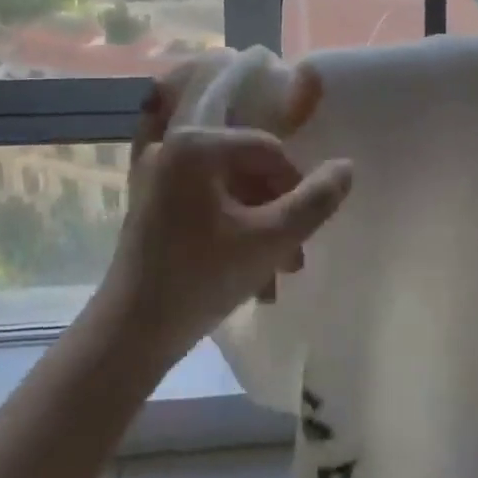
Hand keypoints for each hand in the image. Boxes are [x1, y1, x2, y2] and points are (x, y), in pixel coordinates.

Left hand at [96, 59, 352, 369]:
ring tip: (275, 275)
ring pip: (229, 191)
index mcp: (196, 145)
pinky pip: (205, 205)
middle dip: (277, 213)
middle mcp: (172, 148)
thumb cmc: (201, 279)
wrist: (130, 332)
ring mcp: (156, 177)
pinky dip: (230, 231)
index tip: (305, 231)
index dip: (297, 187)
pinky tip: (247, 272)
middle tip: (293, 260)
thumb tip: (347, 168)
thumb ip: (315, 202)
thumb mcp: (270, 240)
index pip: (268, 150)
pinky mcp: (150, 204)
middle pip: (247, 170)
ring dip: (259, 228)